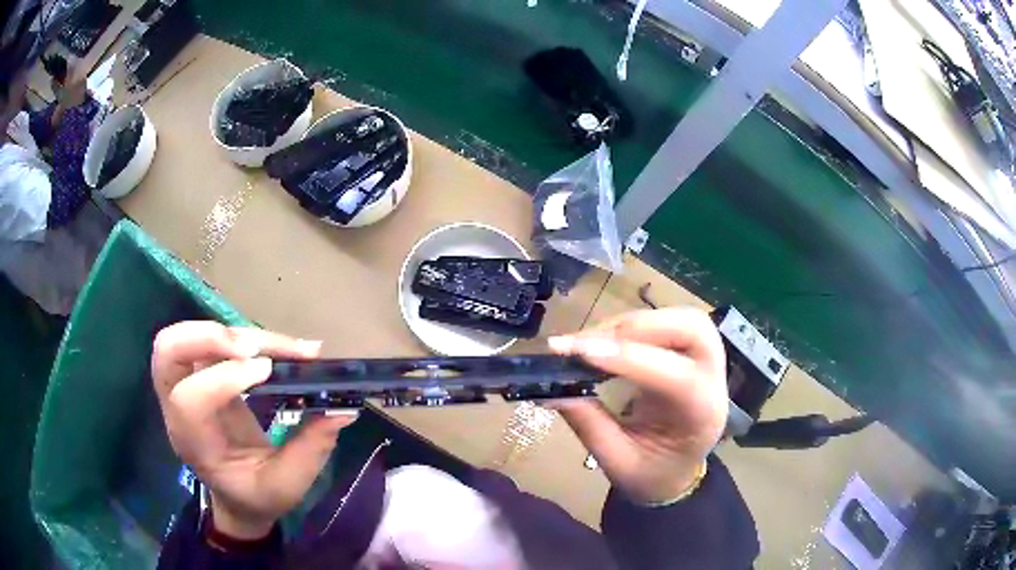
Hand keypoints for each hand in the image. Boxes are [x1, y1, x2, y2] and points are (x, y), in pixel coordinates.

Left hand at [151, 322, 355, 538]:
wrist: (238, 496)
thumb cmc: (257, 496)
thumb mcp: (287, 485)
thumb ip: (311, 449)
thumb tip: (342, 409)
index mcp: (195, 444)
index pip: (189, 400)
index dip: (224, 378)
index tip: (268, 371)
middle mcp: (178, 409)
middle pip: (169, 350)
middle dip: (210, 337)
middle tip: (255, 347)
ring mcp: (184, 386)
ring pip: (185, 337)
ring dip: (228, 331)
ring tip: (276, 346)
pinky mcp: (199, 374)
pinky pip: (208, 341)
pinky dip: (239, 336)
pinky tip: (274, 346)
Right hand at [549, 307, 727, 503]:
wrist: (674, 471)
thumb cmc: (651, 474)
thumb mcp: (617, 462)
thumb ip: (589, 425)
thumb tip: (550, 389)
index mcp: (703, 416)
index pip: (679, 378)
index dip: (632, 359)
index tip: (582, 353)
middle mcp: (713, 379)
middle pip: (692, 329)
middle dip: (639, 328)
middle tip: (589, 344)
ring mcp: (705, 360)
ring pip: (679, 317)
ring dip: (631, 323)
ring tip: (588, 341)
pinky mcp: (688, 351)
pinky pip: (665, 322)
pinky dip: (630, 325)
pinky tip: (602, 339)